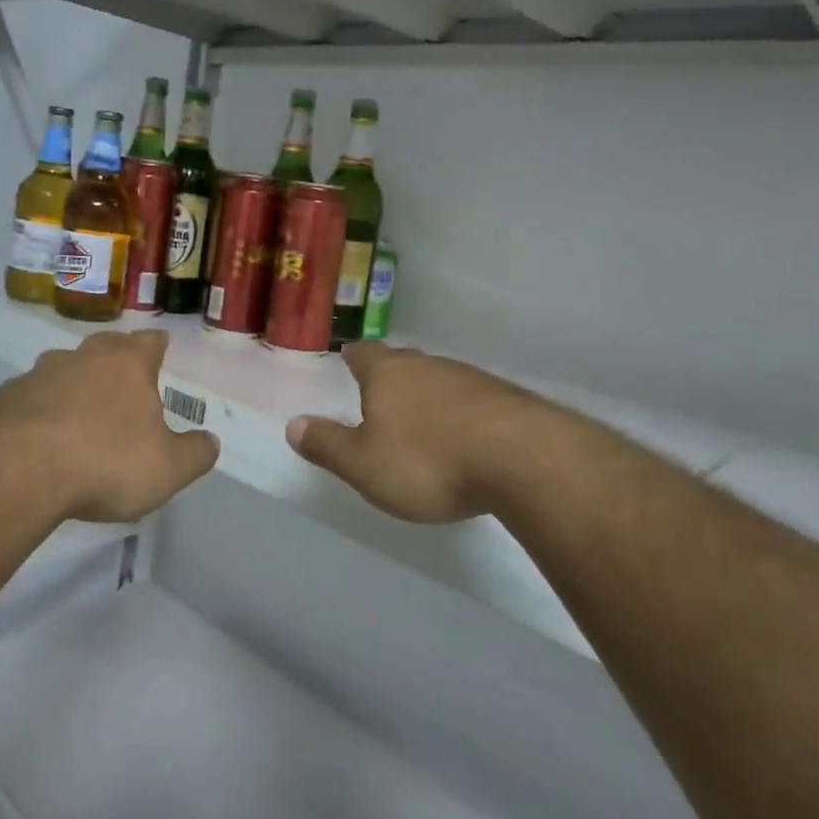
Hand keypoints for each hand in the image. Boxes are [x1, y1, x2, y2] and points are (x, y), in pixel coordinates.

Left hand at [0, 331, 218, 523]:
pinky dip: (42, 408)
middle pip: (105, 346)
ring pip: (64, 368)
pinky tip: (43, 434)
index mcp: (126, 364)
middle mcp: (83, 357)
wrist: (18, 471)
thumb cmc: (105, 462)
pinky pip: (32, 396)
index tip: (161, 346)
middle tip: (125, 376)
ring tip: (82, 409)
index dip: (158, 345)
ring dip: (76, 383)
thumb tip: (210, 442)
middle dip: (117, 357)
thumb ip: (195, 453)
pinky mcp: (5, 397)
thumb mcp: (168, 469)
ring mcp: (39, 374)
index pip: (149, 342)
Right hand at [287, 341, 530, 523]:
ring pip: (440, 381)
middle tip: (380, 397)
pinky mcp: (509, 400)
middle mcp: (429, 366)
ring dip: (429, 398)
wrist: (526, 461)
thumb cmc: (429, 461)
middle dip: (391, 378)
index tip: (349, 362)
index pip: (364, 354)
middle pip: (403, 363)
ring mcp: (472, 379)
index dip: (353, 358)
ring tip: (423, 425)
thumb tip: (292, 424)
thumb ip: (327, 445)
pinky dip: (463, 415)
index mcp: (388, 374)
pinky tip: (467, 440)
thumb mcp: (363, 465)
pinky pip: (474, 401)